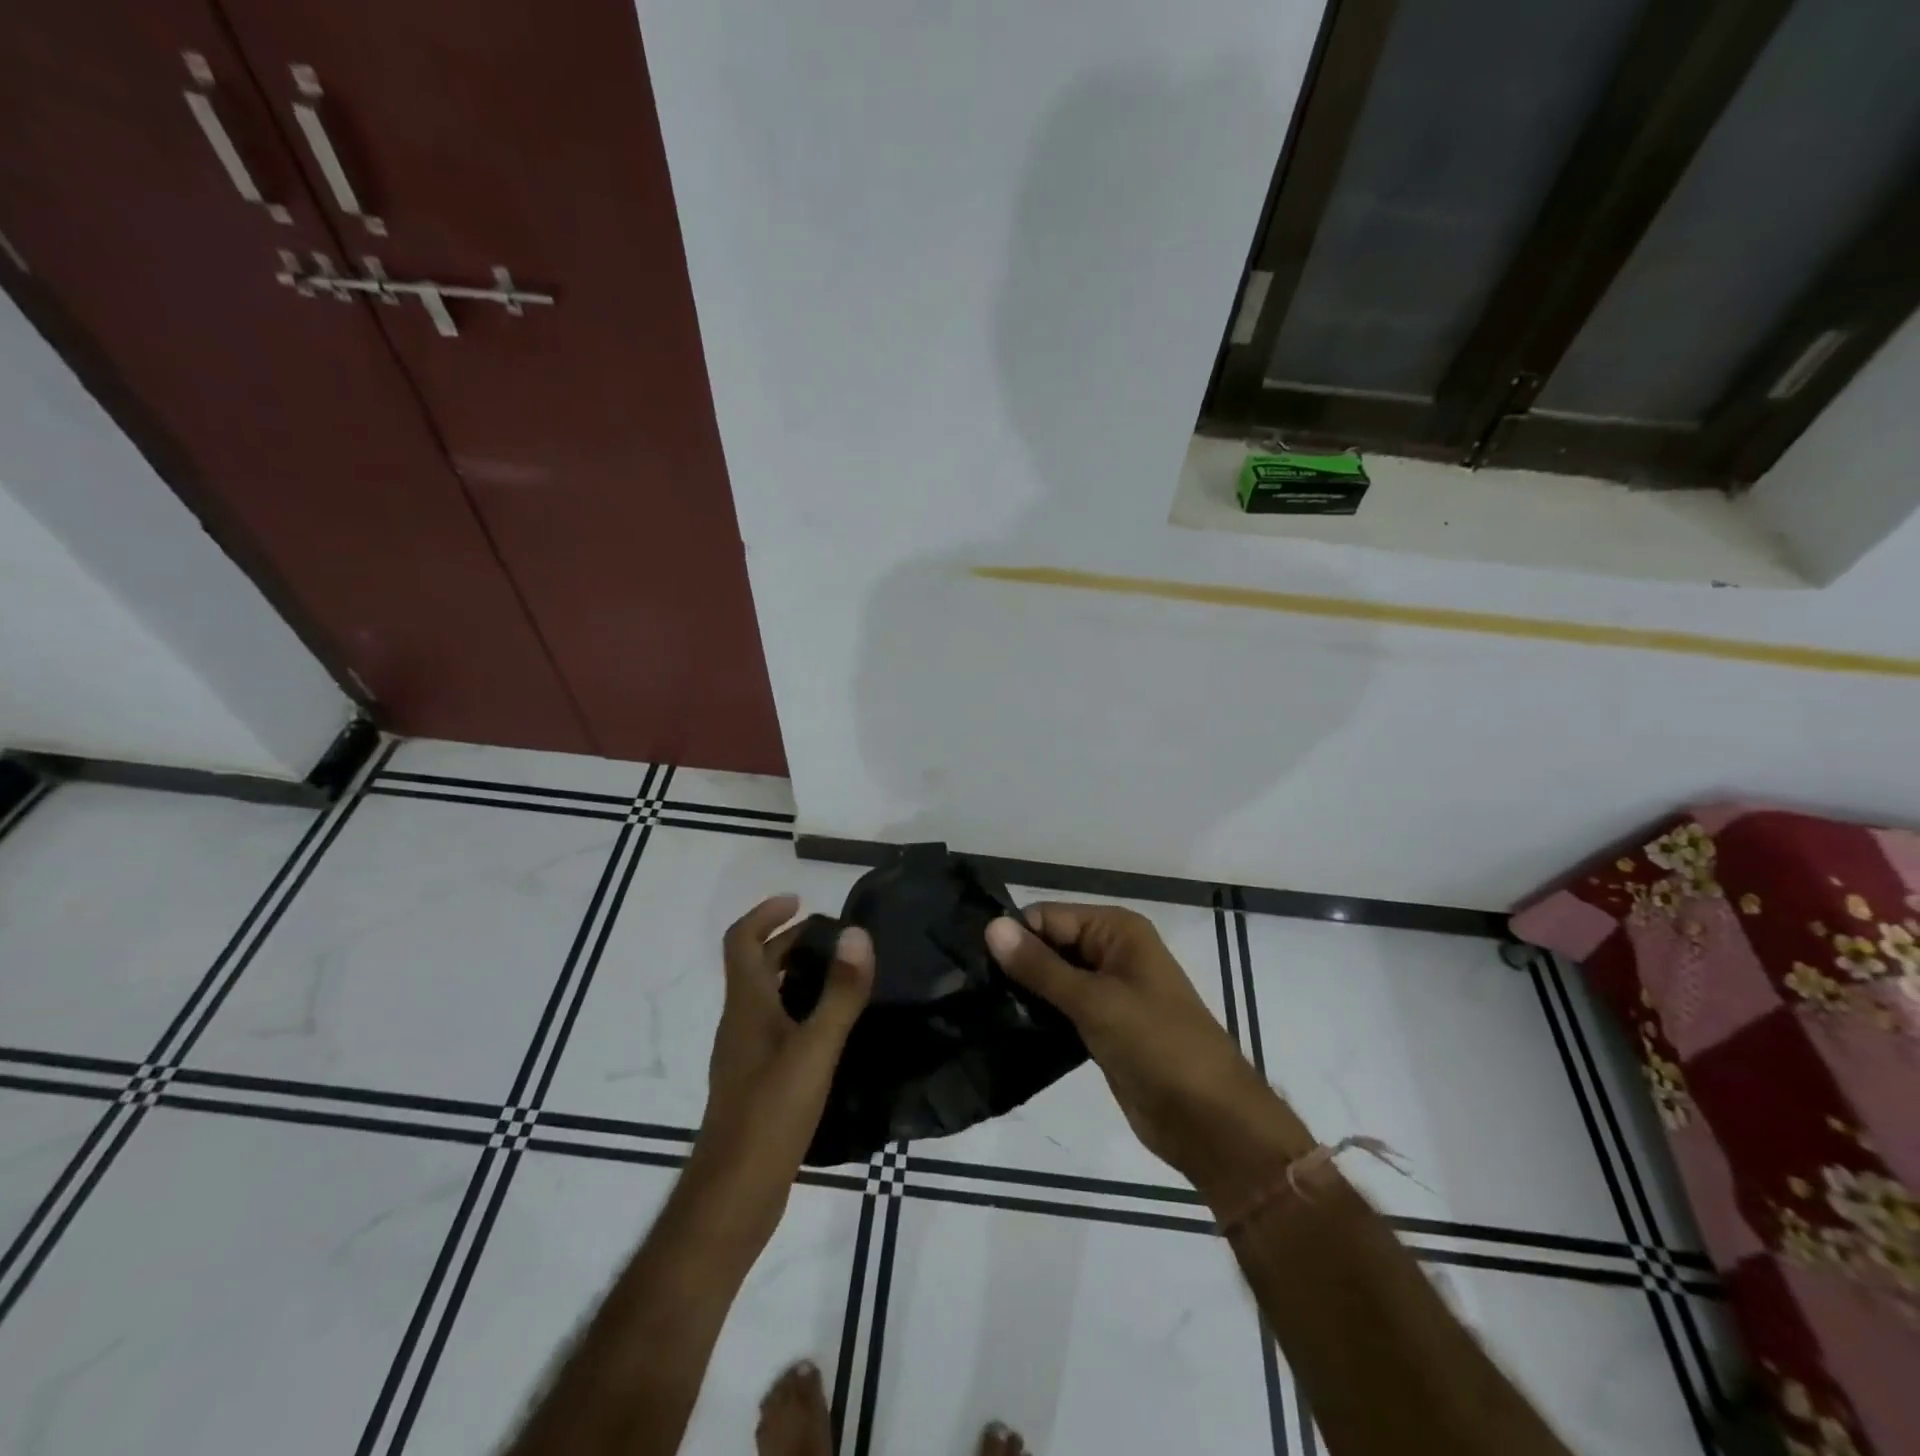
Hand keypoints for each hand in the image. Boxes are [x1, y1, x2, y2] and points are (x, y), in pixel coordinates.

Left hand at [693, 895, 873, 1237]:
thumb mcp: (814, 1050)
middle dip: (788, 941)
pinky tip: (830, 1032)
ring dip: (794, 976)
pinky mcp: (754, 1084)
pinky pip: (775, 1029)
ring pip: (765, 999)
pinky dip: (798, 1011)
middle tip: (834, 938)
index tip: (801, 900)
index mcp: (746, 1007)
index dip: (766, 913)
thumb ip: (839, 994)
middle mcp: (739, 1024)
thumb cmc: (769, 1116)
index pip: (741, 941)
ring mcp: (744, 1057)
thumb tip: (857, 934)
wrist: (732, 1199)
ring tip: (839, 976)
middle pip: (755, 967)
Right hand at [986, 904, 1312, 1210]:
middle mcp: (1111, 951)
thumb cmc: (1158, 1046)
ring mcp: (1107, 991)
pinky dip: (1038, 1016)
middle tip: (966, 989)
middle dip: (1015, 965)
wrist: (1209, 1121)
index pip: (1047, 917)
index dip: (1013, 937)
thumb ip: (1040, 966)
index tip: (970, 964)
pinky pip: (1061, 1009)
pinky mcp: (1101, 1026)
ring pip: (1052, 979)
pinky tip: (1004, 1027)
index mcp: (1116, 930)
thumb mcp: (1095, 1001)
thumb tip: (991, 926)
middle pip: (1049, 944)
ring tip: (977, 1008)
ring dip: (1023, 993)